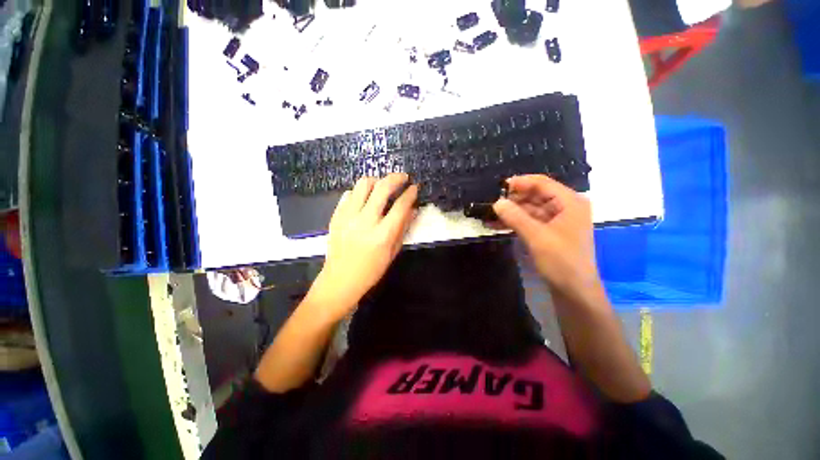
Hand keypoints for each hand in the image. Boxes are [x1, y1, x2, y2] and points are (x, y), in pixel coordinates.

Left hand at [311, 174, 417, 320]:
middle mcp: (365, 221)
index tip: (414, 188)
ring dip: (377, 181)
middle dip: (396, 178)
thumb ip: (403, 229)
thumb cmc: (371, 270)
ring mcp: (348, 217)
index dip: (410, 193)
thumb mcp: (392, 252)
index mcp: (382, 235)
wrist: (340, 280)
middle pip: (382, 188)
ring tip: (383, 186)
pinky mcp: (336, 216)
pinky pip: (349, 194)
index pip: (400, 206)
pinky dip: (361, 192)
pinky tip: (366, 199)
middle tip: (403, 177)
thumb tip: (413, 209)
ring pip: (363, 184)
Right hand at [493, 175, 600, 297]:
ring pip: (529, 210)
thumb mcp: (537, 237)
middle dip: (513, 199)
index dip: (520, 183)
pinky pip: (529, 222)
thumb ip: (516, 217)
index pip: (542, 184)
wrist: (574, 291)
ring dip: (510, 212)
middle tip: (491, 203)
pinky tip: (496, 225)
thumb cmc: (561, 261)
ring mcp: (556, 221)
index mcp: (570, 203)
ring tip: (489, 215)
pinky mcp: (548, 232)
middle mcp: (564, 208)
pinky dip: (514, 223)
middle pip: (535, 196)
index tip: (499, 187)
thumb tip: (496, 202)